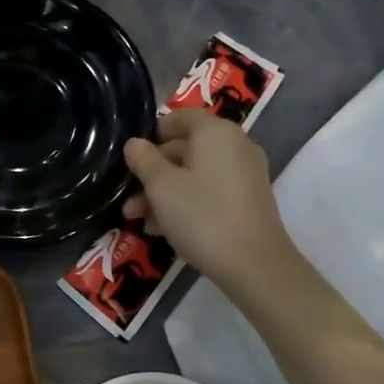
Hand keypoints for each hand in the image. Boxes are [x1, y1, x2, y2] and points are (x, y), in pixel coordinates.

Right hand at [122, 108, 297, 295]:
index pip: (181, 117)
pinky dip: (187, 203)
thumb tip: (135, 143)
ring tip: (138, 219)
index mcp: (216, 132)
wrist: (255, 266)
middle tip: (128, 196)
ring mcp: (245, 175)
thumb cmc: (202, 215)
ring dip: (164, 193)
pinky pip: (210, 192)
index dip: (153, 132)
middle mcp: (235, 146)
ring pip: (195, 174)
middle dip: (153, 172)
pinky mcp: (249, 202)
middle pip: (186, 148)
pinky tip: (163, 230)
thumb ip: (143, 160)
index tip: (132, 155)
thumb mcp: (161, 186)